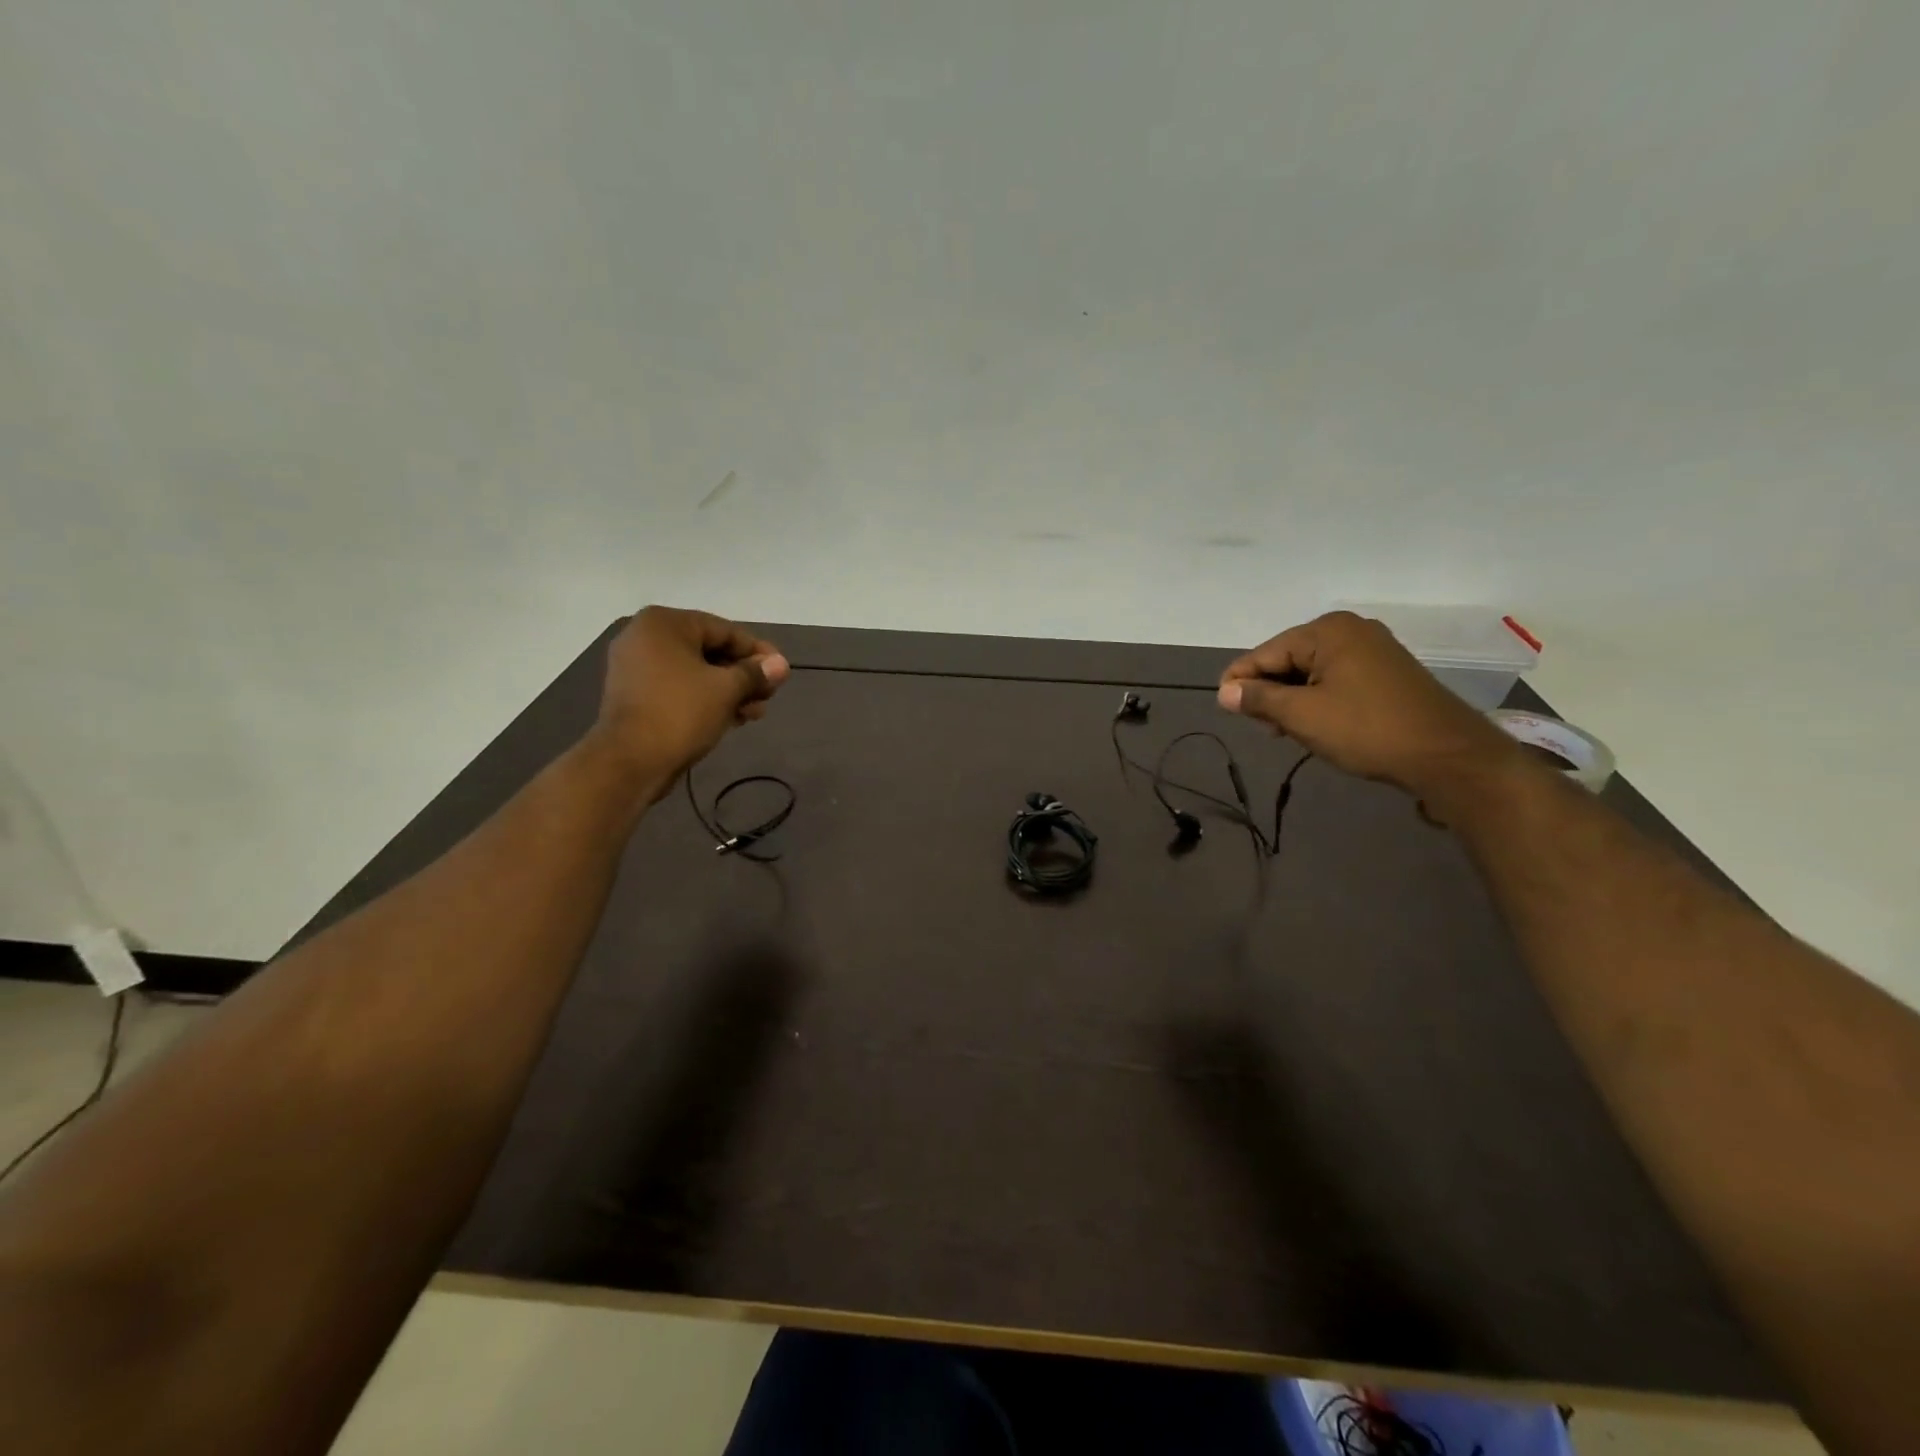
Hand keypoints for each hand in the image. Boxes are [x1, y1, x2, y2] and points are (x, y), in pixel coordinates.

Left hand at [589, 607, 789, 795]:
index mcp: (663, 624)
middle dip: (744, 675)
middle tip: (769, 696)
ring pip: (696, 672)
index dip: (758, 652)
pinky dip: (706, 699)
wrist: (629, 762)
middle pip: (710, 651)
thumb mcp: (726, 689)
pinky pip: (680, 688)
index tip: (782, 672)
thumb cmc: (680, 712)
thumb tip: (781, 665)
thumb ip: (755, 673)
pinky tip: (734, 718)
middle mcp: (645, 638)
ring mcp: (637, 668)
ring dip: (730, 691)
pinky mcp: (636, 695)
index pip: (724, 630)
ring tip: (755, 713)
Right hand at [1216, 611, 1522, 797]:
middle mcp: (1350, 630)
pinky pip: (1336, 680)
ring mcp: (1373, 650)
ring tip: (1286, 732)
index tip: (1225, 710)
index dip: (1240, 681)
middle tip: (1263, 729)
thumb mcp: (1302, 715)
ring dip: (1293, 701)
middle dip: (1270, 693)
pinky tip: (1314, 726)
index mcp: (1328, 630)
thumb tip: (1224, 692)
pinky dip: (1318, 701)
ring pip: (1311, 673)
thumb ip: (1259, 699)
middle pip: (1288, 659)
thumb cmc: (1366, 729)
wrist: (1447, 756)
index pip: (1265, 652)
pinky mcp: (1387, 673)